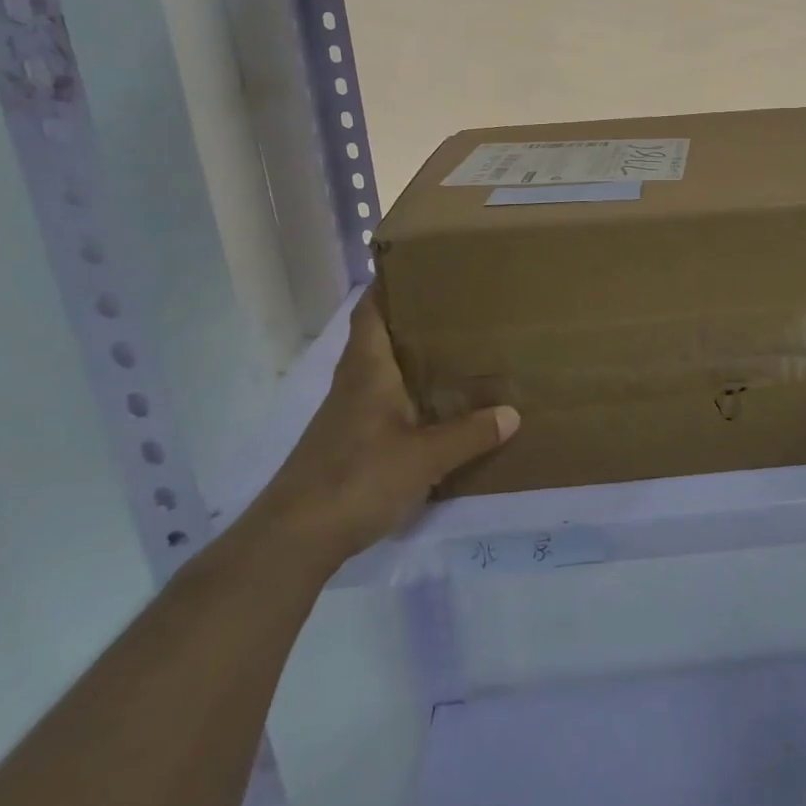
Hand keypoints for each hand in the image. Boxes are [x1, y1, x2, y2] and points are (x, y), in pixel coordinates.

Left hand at [251, 284, 517, 571]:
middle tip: (461, 307)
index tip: (424, 265)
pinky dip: (409, 394)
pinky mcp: (349, 442)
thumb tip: (512, 412)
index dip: (391, 284)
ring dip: (413, 359)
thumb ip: (469, 434)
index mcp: (368, 370)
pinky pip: (384, 402)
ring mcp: (348, 414)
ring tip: (459, 350)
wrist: (293, 539)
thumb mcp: (424, 457)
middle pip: (381, 336)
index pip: (372, 311)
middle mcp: (355, 382)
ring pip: (384, 370)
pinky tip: (437, 406)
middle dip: (416, 319)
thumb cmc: (356, 479)